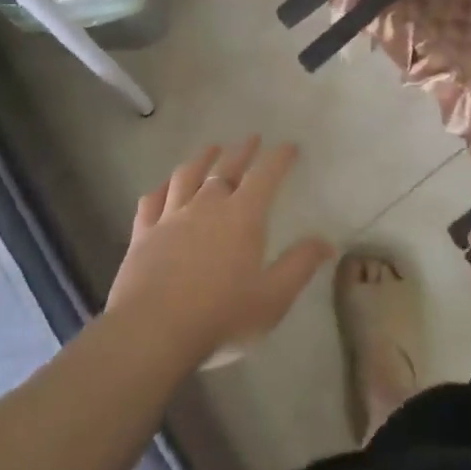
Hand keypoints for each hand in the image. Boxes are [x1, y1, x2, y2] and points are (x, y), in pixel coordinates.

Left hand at [106, 138, 332, 365]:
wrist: (152, 331)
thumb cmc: (221, 316)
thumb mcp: (273, 298)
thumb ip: (300, 266)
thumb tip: (326, 242)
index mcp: (242, 216)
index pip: (265, 176)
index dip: (279, 158)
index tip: (289, 147)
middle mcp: (206, 206)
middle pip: (226, 169)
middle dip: (242, 151)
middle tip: (251, 139)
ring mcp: (171, 217)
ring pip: (187, 176)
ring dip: (201, 159)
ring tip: (211, 149)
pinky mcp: (143, 233)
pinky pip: (152, 201)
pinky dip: (161, 189)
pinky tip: (164, 187)